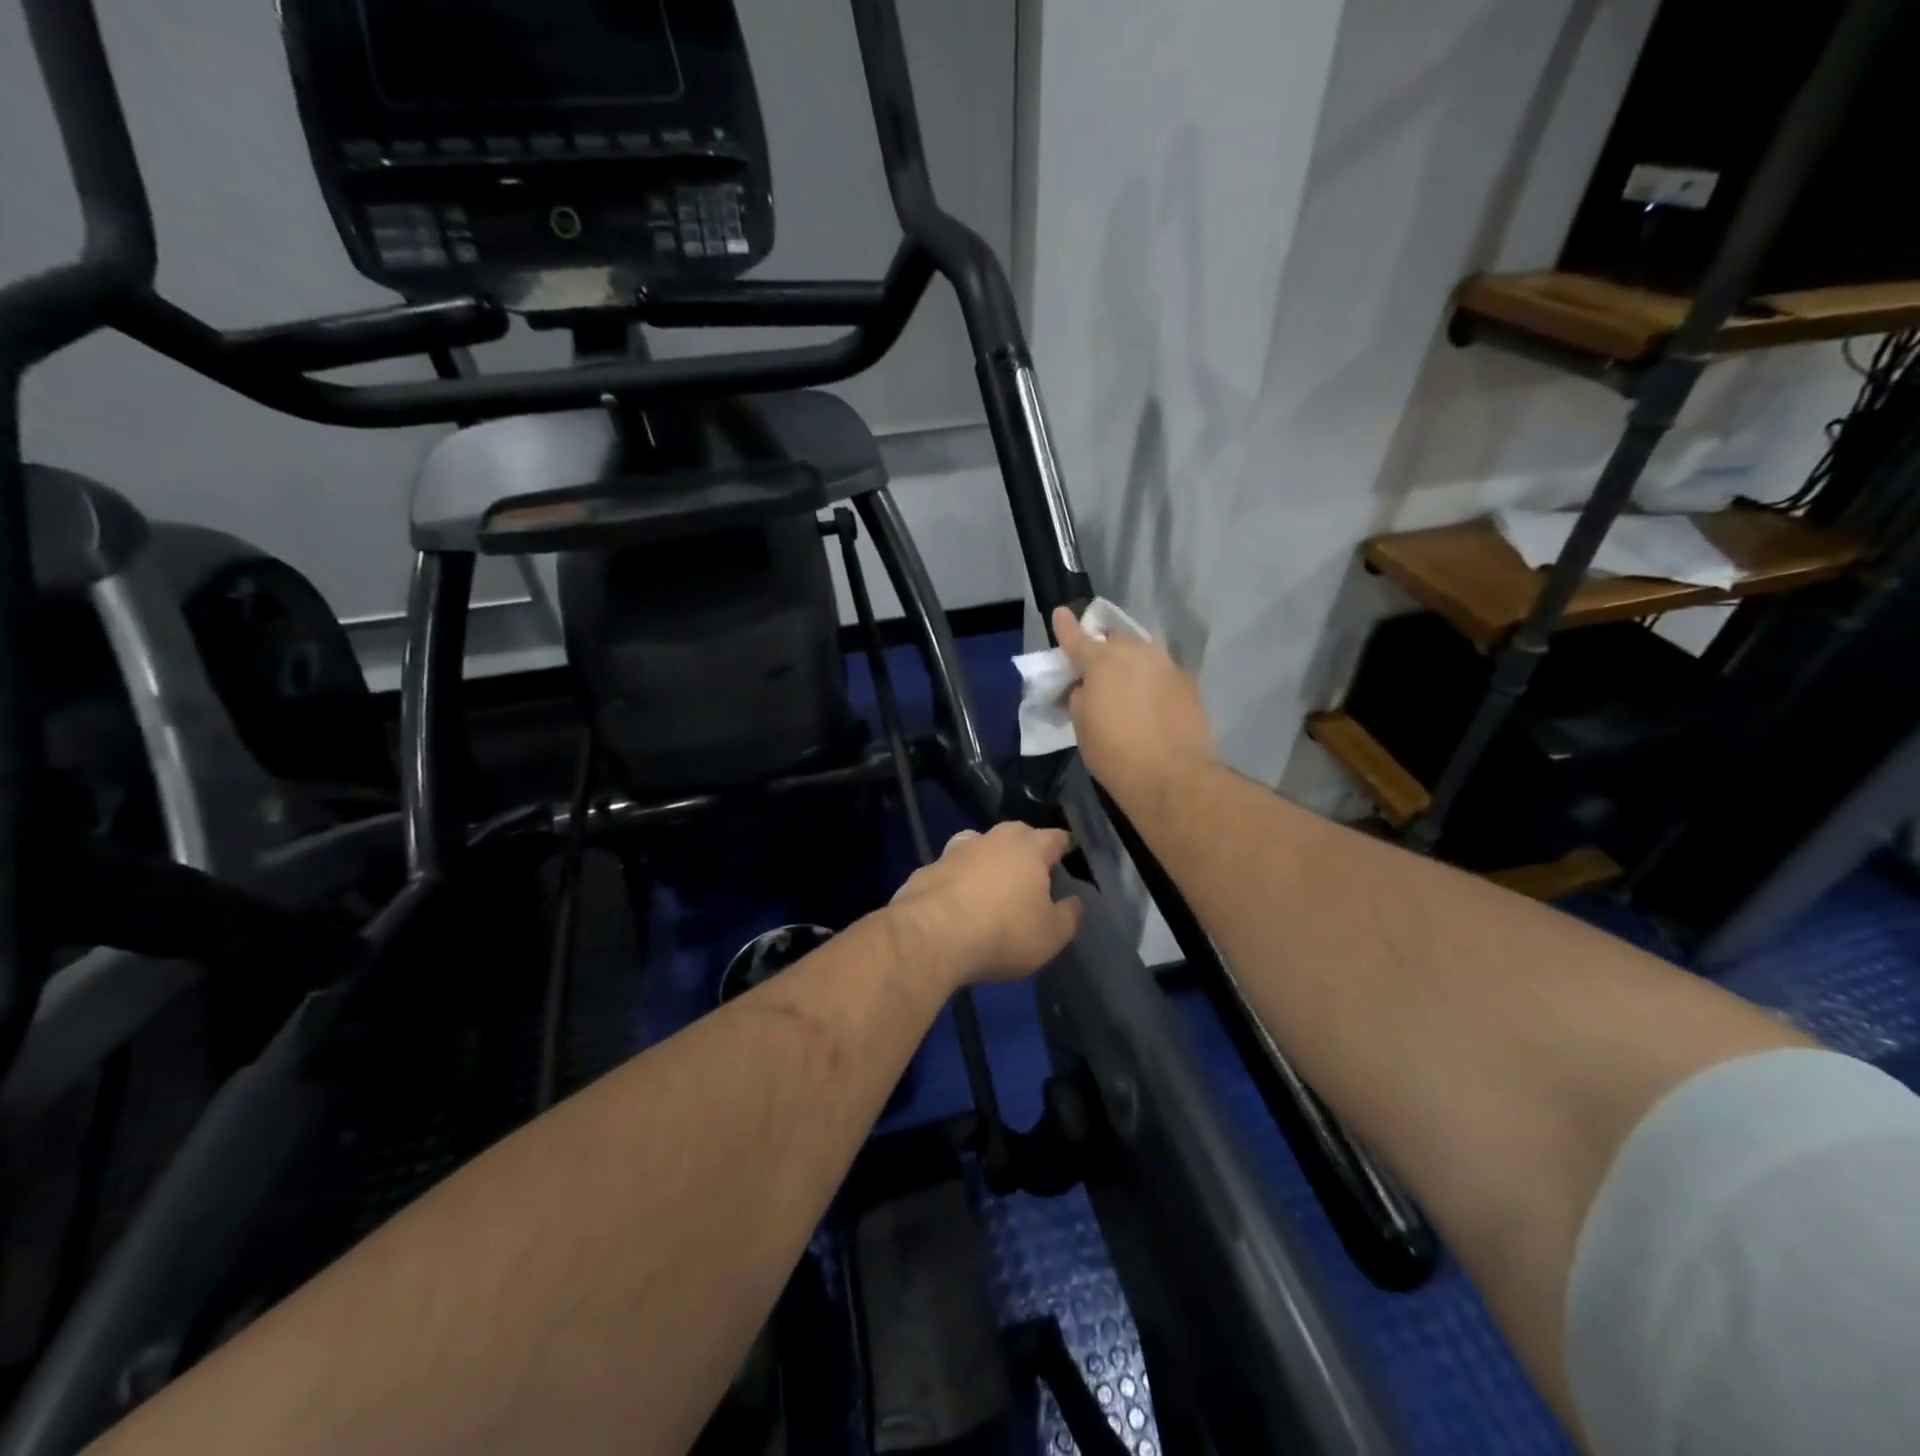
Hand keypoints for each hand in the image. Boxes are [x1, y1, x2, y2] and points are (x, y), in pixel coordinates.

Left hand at [889, 823, 1082, 988]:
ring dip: (987, 859)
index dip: (1064, 845)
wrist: (931, 936)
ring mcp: (955, 850)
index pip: (1055, 837)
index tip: (1069, 853)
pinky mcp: (926, 869)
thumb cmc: (1003, 932)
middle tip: (1032, 871)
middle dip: (1025, 848)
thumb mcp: (1051, 935)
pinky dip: (957, 880)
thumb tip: (1073, 901)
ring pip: (979, 845)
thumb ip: (1068, 915)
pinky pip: (950, 870)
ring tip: (992, 882)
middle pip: (1016, 835)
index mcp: (1029, 847)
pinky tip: (956, 901)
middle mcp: (993, 838)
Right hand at [1053, 606, 1217, 809]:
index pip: (1078, 638)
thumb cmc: (1115, 752)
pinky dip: (1153, 682)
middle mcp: (1138, 653)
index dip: (1066, 627)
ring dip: (1132, 662)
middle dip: (1105, 646)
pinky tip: (1151, 703)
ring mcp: (1168, 666)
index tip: (1061, 613)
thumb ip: (1080, 696)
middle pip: (1116, 639)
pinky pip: (1163, 674)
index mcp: (1103, 660)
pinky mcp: (1190, 685)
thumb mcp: (1082, 724)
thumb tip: (1087, 686)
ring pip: (1144, 654)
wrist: (1172, 777)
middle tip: (1098, 665)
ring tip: (1127, 683)